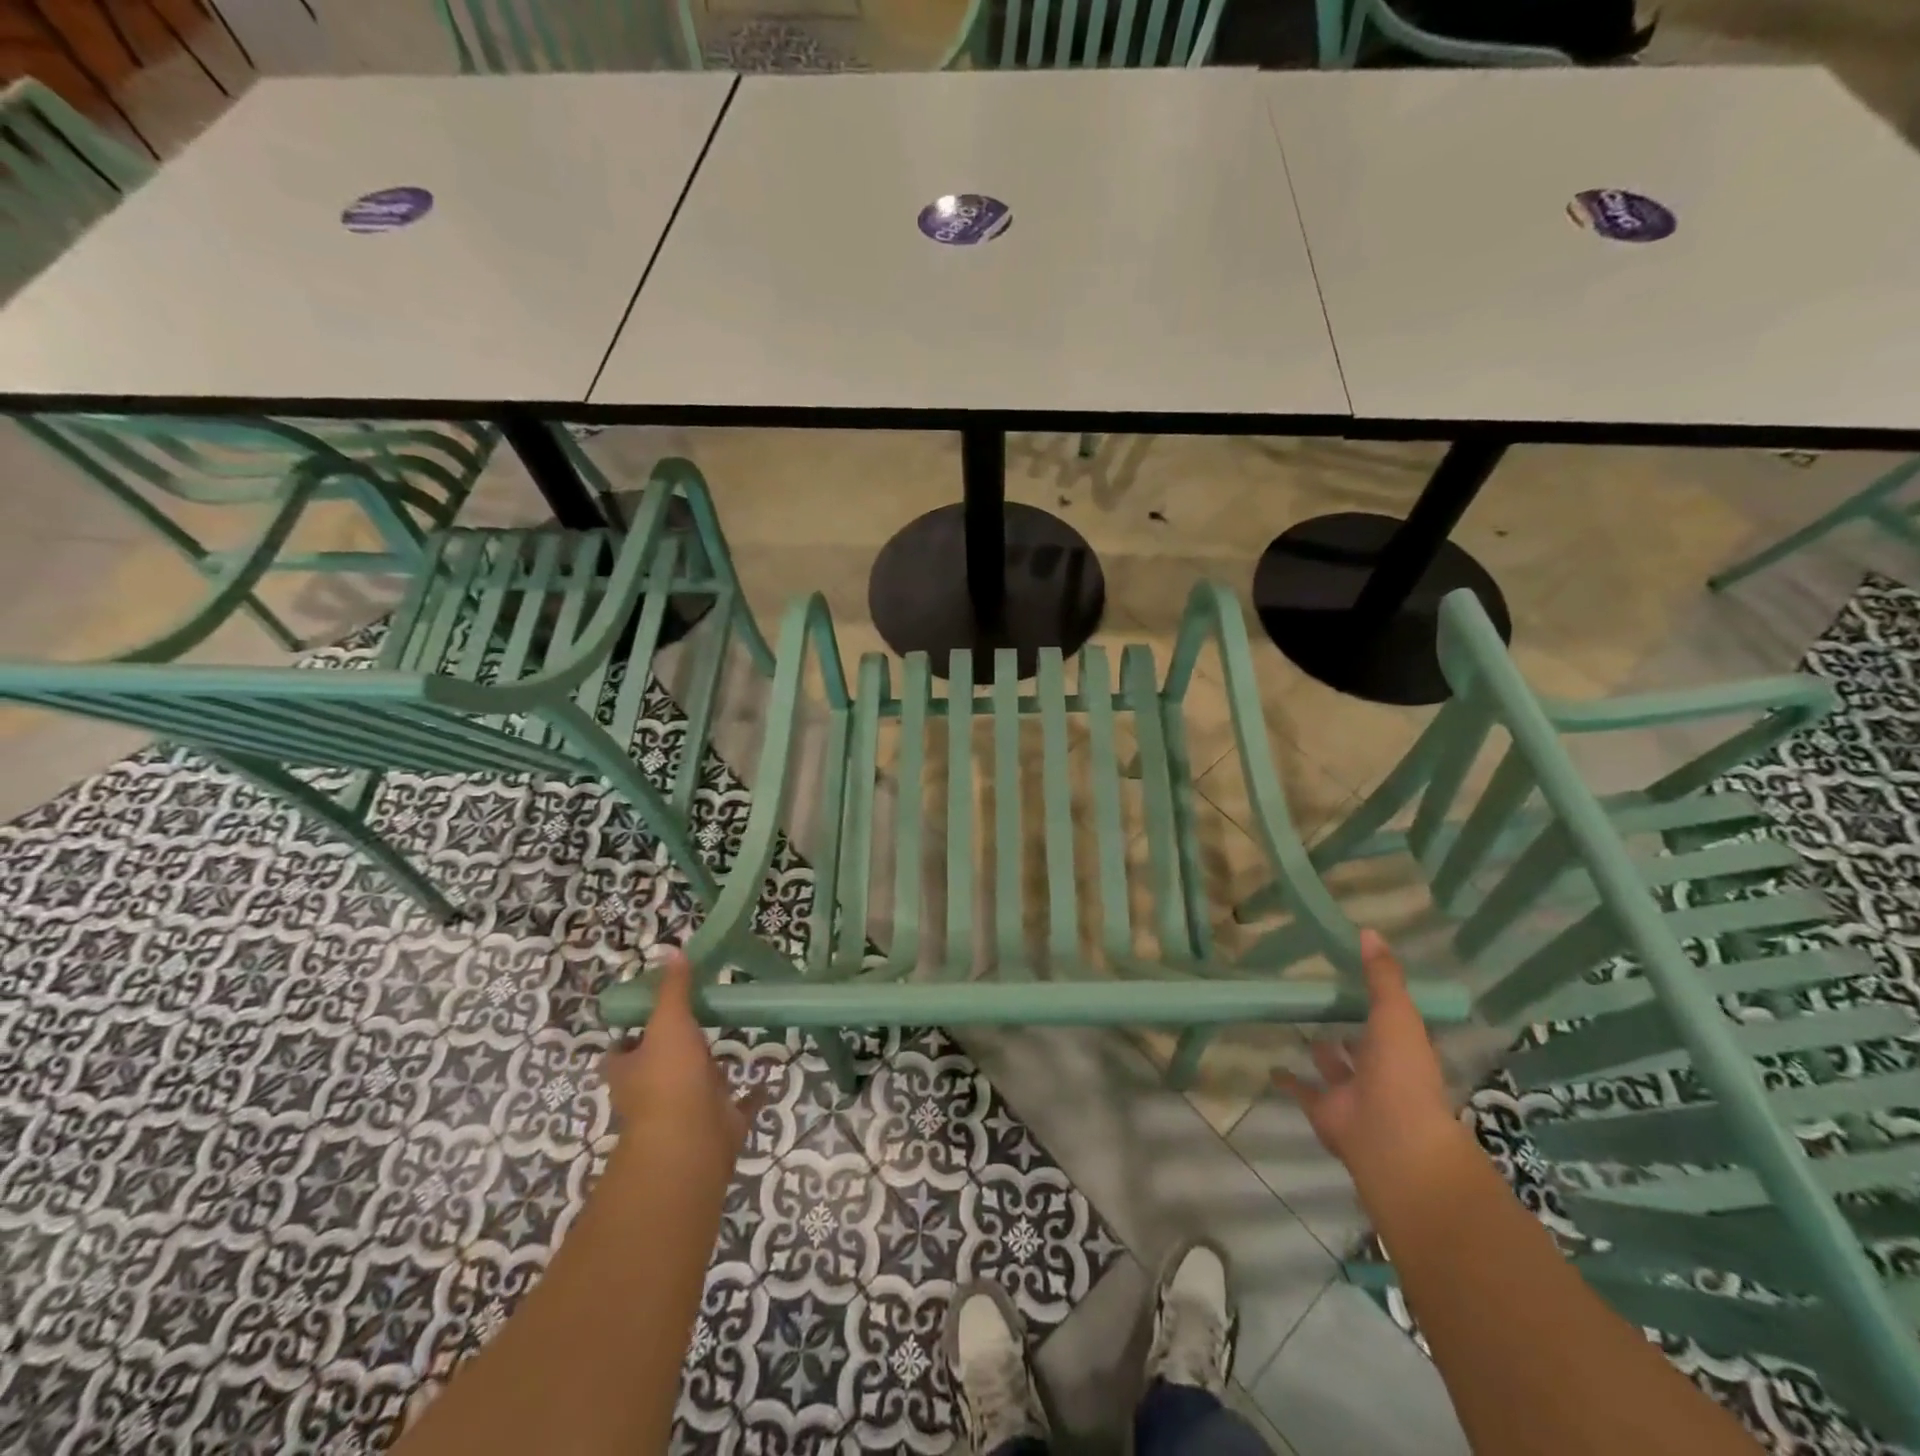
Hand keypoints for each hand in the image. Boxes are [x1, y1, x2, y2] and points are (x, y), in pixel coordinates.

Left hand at [604, 951, 758, 1179]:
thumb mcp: (668, 1022)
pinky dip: (750, 1095)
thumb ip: (673, 988)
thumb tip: (671, 950)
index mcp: (629, 1071)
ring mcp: (685, 1112)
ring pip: (697, 1086)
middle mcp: (651, 1094)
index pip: (621, 1049)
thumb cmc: (669, 1078)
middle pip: (658, 1067)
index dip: (631, 1032)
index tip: (653, 1010)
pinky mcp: (717, 1125)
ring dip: (710, 1071)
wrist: (690, 1141)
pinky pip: (737, 1105)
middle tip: (698, 1020)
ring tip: (731, 1041)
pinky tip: (766, 1079)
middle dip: (674, 1050)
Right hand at [1274, 930, 1461, 1187]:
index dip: (1379, 1003)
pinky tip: (1271, 1064)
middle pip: (1363, 1046)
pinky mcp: (1324, 1110)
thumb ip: (1382, 976)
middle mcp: (1380, 1071)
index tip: (1357, 979)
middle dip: (1350, 1030)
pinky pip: (1303, 1090)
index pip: (1392, 1022)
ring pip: (1334, 1068)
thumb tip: (1369, 930)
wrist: (1390, 1137)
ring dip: (1322, 1053)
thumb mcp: (1396, 1014)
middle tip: (1325, 1001)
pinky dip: (1288, 1080)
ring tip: (1299, 1026)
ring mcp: (1352, 1093)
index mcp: (1404, 1050)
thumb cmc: (1401, 1072)